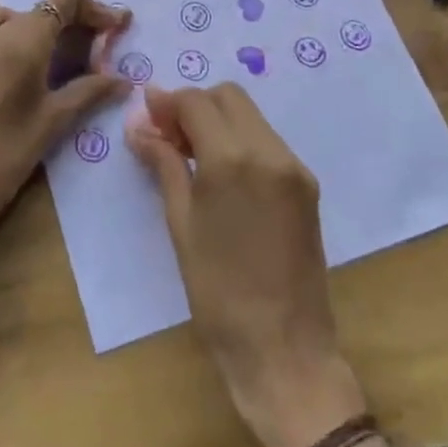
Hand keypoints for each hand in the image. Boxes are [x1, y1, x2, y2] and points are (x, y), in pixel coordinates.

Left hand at [0, 0, 130, 294]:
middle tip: (101, 49)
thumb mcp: (52, 122)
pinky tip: (21, 60)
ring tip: (65, 55)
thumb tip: (123, 79)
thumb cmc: (3, 158)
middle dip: (76, 20)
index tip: (118, 26)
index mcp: (21, 41)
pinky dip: (11, 32)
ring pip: (16, 17)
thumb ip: (89, 91)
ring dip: (45, 27)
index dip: (95, 7)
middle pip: (42, 7)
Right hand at [128, 84, 368, 446]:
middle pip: (228, 97)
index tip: (146, 117)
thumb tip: (140, 125)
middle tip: (169, 137)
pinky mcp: (307, 185)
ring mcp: (294, 166)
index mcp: (231, 159)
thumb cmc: (217, 292)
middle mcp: (268, 150)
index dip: (167, 103)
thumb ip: (164, 164)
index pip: (196, 101)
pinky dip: (241, 141)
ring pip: (250, 116)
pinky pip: (268, 141)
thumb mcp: (180, 224)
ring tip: (192, 156)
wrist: (284, 349)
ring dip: (219, 121)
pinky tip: (223, 174)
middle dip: (195, 105)